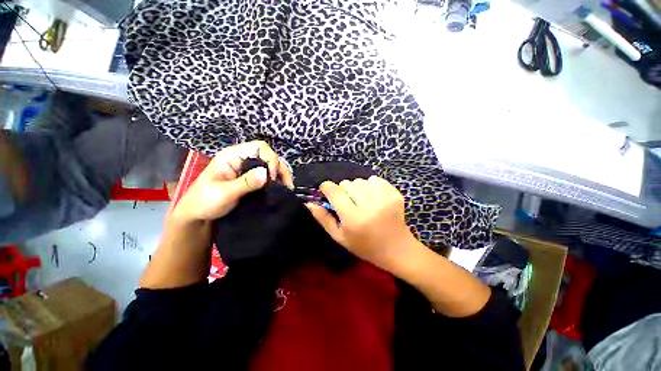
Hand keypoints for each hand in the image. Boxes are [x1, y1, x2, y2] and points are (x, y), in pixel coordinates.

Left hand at [172, 141, 293, 222]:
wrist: (197, 216)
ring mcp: (247, 168)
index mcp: (232, 156)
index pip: (259, 147)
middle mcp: (242, 159)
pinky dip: (277, 181)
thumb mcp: (224, 193)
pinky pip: (268, 175)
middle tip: (287, 185)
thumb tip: (266, 173)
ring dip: (281, 175)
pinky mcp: (251, 178)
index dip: (270, 159)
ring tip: (287, 188)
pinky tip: (281, 188)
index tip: (272, 177)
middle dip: (280, 168)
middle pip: (269, 155)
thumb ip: (245, 182)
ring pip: (271, 165)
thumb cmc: (204, 202)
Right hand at [306, 176, 417, 271]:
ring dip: (357, 188)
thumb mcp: (340, 237)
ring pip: (360, 180)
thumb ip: (323, 218)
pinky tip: (374, 198)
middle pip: (347, 183)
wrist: (396, 249)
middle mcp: (369, 205)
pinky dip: (371, 186)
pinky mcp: (395, 193)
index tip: (326, 191)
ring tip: (362, 201)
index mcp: (353, 218)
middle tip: (348, 203)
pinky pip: (375, 180)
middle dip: (343, 191)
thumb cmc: (364, 246)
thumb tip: (310, 202)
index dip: (326, 187)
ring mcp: (385, 198)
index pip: (334, 191)